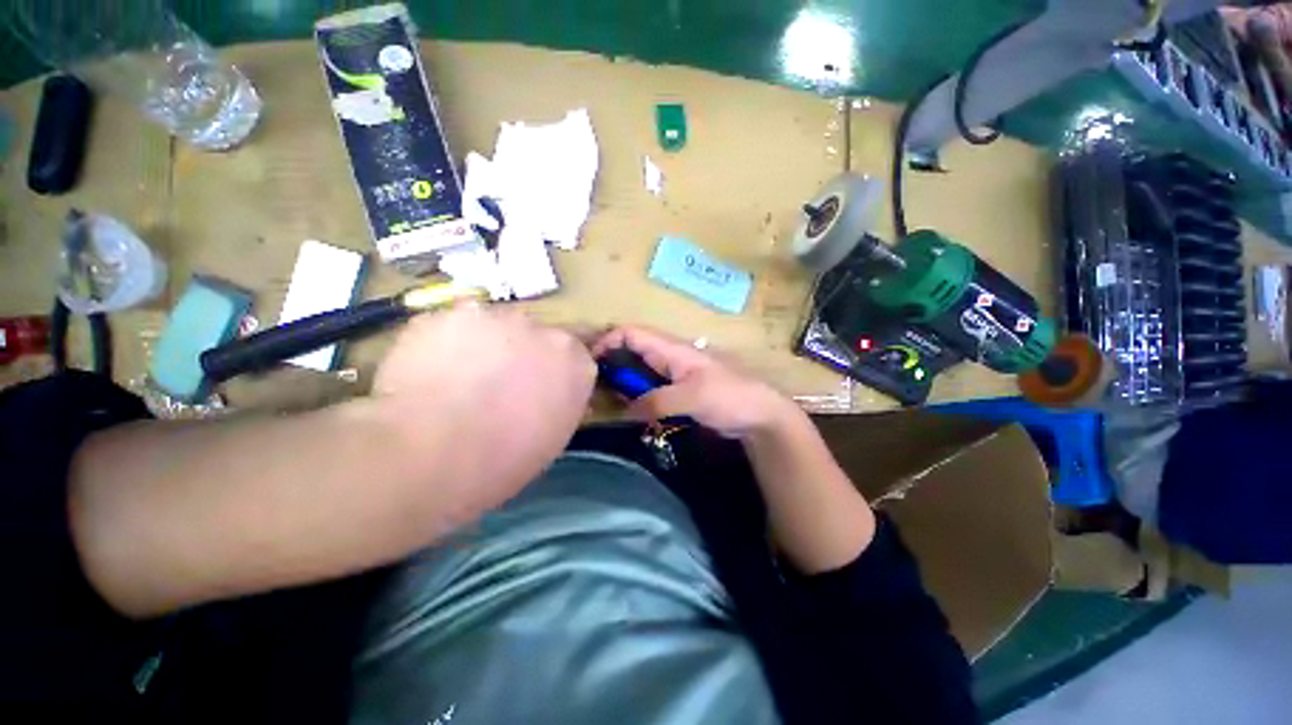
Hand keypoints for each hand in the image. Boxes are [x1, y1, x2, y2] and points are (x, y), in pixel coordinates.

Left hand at [375, 304, 596, 510]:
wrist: (433, 454)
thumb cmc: (503, 460)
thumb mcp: (552, 439)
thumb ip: (561, 405)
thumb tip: (554, 397)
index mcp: (575, 361)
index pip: (573, 355)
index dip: (551, 372)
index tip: (535, 390)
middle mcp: (544, 330)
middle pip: (535, 336)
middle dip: (521, 354)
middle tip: (495, 385)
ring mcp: (496, 316)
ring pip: (493, 326)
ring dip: (484, 345)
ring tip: (457, 379)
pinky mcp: (449, 312)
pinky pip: (453, 326)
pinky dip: (445, 344)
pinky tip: (429, 371)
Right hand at [592, 326, 800, 437]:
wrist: (761, 415)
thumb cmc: (730, 397)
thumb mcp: (691, 397)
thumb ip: (655, 401)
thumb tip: (623, 410)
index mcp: (672, 349)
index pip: (632, 333)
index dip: (608, 341)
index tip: (589, 362)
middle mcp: (670, 357)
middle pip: (632, 350)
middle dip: (610, 363)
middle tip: (592, 387)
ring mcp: (675, 374)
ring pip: (640, 370)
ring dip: (622, 381)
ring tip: (604, 400)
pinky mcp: (679, 391)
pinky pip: (650, 388)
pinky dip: (636, 395)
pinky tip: (628, 409)